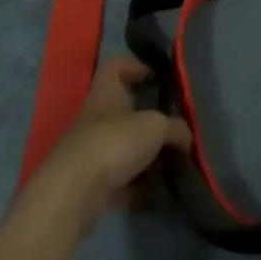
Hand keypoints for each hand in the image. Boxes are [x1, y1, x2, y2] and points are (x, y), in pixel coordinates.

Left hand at [26, 57, 191, 236]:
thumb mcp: (155, 127)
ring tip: (173, 162)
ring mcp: (92, 152)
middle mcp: (96, 118)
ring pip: (124, 147)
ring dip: (146, 155)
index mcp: (106, 93)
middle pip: (123, 111)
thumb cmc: (114, 143)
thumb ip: (176, 128)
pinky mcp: (92, 184)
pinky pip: (122, 180)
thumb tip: (187, 136)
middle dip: (148, 119)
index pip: (116, 66)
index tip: (156, 75)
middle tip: (174, 126)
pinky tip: (159, 191)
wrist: (74, 194)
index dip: (135, 65)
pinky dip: (139, 186)